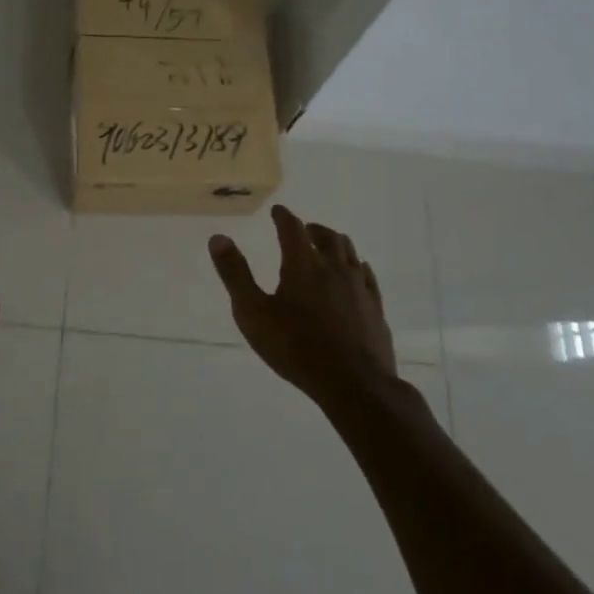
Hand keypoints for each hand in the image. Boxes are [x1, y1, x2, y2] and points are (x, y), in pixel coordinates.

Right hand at [208, 205, 398, 407]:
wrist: (353, 383)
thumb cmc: (296, 347)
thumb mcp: (253, 313)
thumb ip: (235, 274)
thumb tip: (218, 237)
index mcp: (303, 264)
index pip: (292, 228)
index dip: (283, 216)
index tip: (277, 210)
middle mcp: (334, 267)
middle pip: (327, 236)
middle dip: (312, 229)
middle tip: (303, 229)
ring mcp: (359, 286)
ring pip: (349, 252)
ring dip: (335, 243)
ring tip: (326, 246)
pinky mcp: (375, 307)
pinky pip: (367, 275)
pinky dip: (356, 266)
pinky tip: (356, 273)